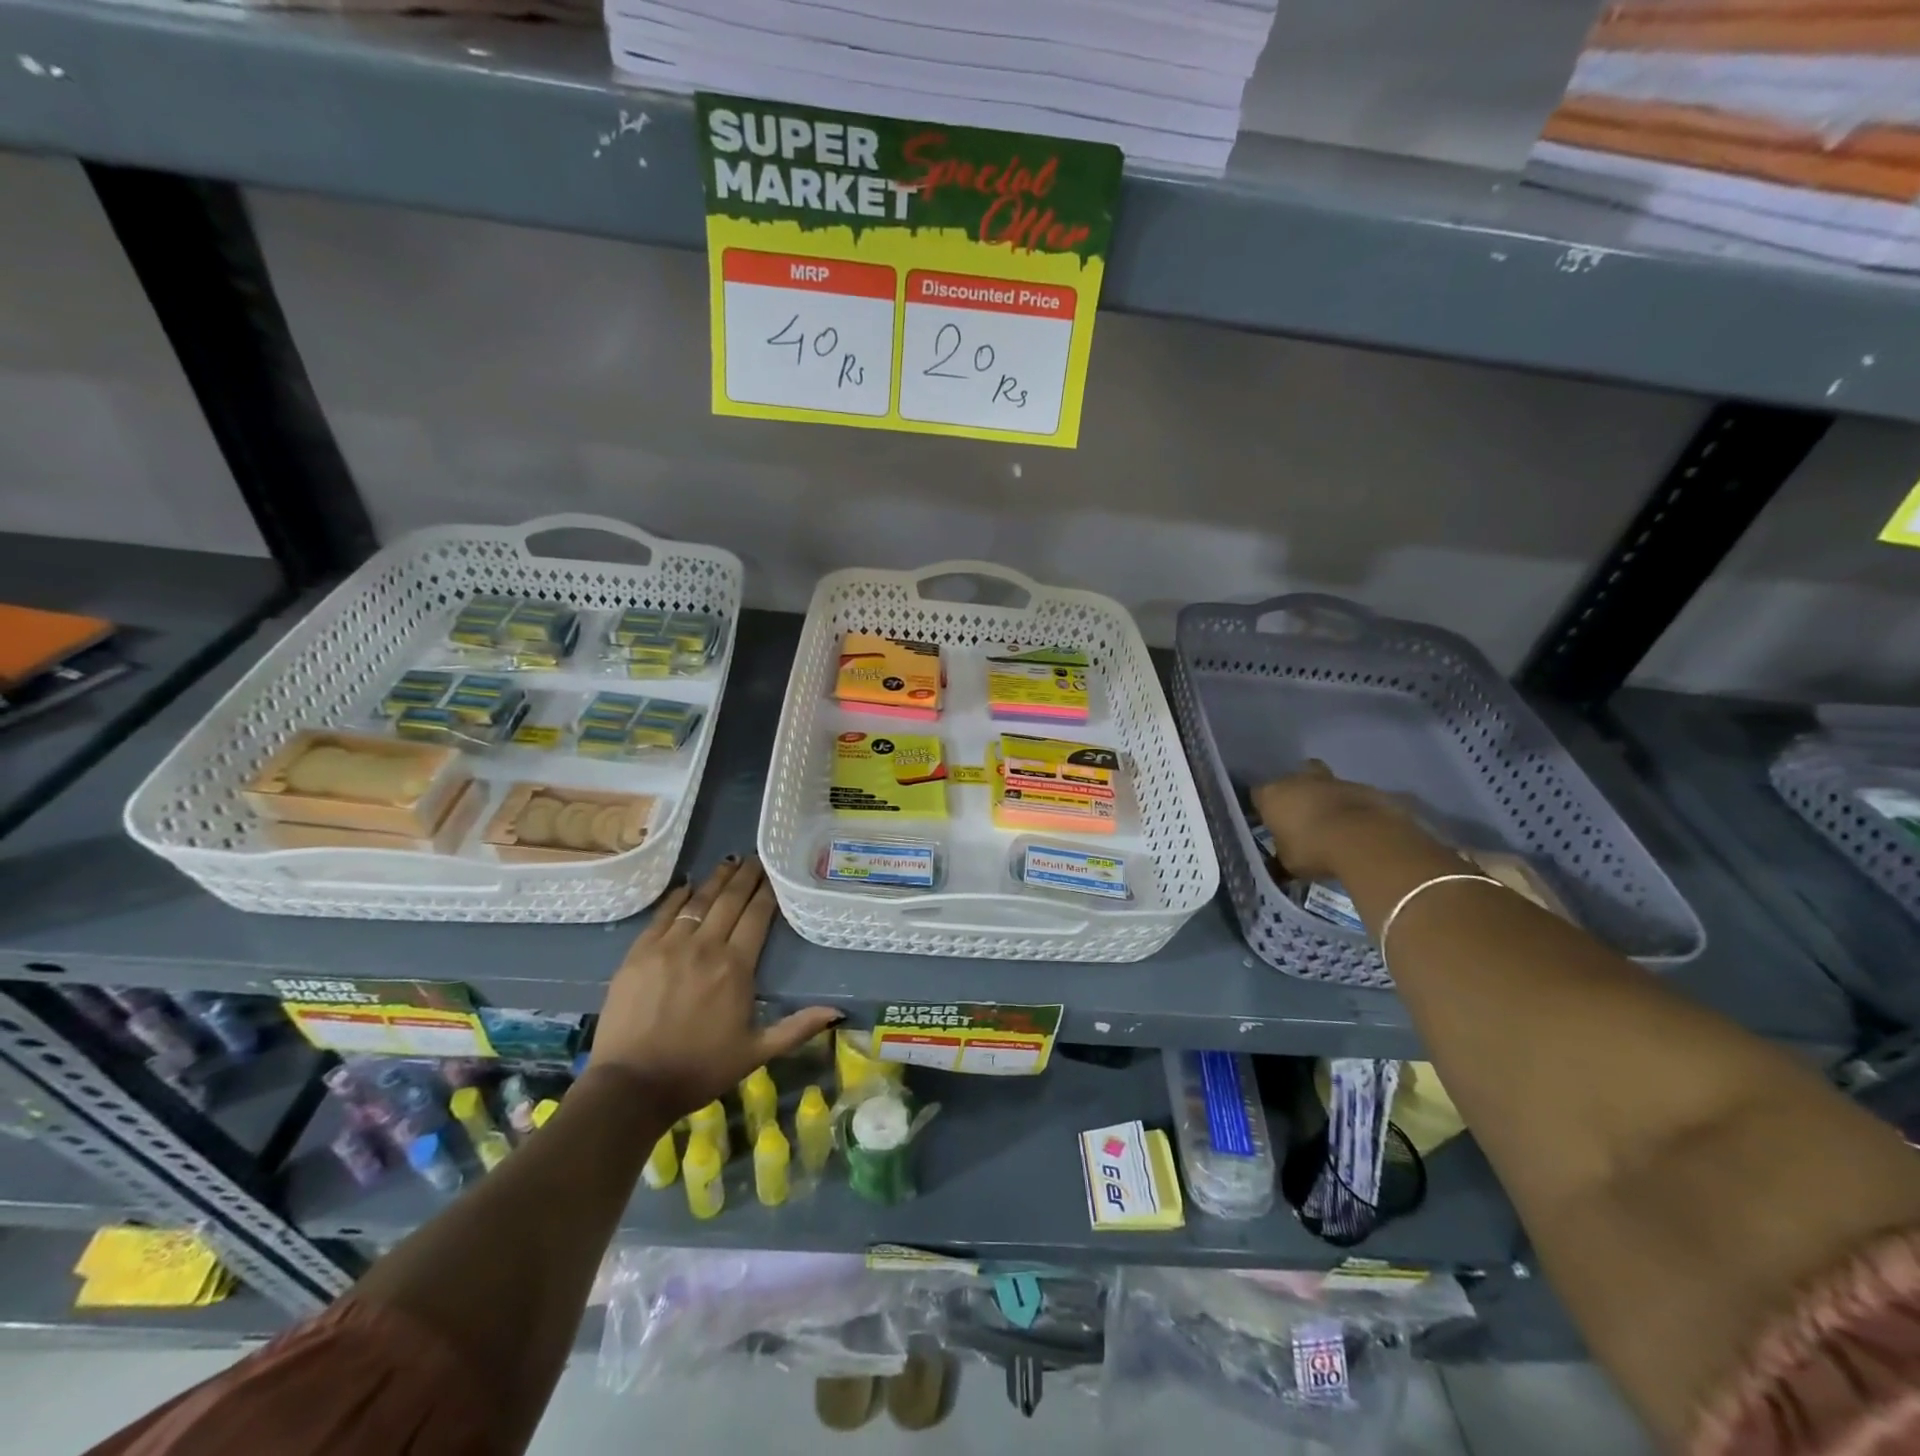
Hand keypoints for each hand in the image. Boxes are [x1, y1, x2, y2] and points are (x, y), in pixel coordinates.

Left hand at [590, 856, 840, 1117]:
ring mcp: (668, 946)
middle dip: (745, 877)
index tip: (774, 873)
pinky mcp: (639, 953)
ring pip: (698, 902)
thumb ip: (797, 1028)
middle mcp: (705, 947)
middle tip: (755, 858)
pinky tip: (687, 886)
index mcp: (735, 967)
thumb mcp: (756, 1053)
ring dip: (716, 880)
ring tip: (729, 862)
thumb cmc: (699, 1070)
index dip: (767, 892)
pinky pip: (663, 915)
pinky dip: (678, 897)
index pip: (757, 916)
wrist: (631, 1086)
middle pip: (729, 901)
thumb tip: (837, 1012)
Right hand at [1251, 761, 1424, 880]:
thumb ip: (1281, 857)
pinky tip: (1357, 828)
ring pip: (1324, 784)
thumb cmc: (1313, 849)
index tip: (1269, 824)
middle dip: (1296, 793)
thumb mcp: (1288, 863)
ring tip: (1332, 825)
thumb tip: (1278, 864)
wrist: (1365, 841)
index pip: (1258, 795)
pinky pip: (1352, 796)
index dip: (1263, 809)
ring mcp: (1333, 780)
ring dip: (1325, 799)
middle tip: (1301, 817)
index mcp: (1272, 795)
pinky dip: (1352, 808)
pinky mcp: (1364, 788)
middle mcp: (1298, 780)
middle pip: (1292, 779)